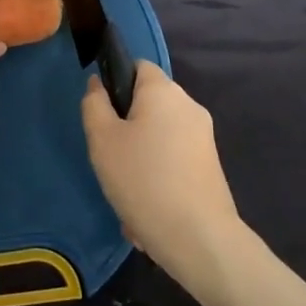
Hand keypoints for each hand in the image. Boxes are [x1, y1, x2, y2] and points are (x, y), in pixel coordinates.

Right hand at [82, 61, 242, 287]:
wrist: (200, 239)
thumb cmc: (143, 180)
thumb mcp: (102, 140)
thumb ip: (94, 105)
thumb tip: (98, 85)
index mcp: (164, 91)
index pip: (137, 66)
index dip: (116, 82)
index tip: (102, 115)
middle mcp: (189, 106)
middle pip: (148, 105)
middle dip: (126, 129)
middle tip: (110, 158)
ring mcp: (204, 138)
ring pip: (158, 138)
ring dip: (139, 160)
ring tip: (127, 194)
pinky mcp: (211, 167)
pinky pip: (173, 162)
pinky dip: (158, 178)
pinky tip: (147, 211)